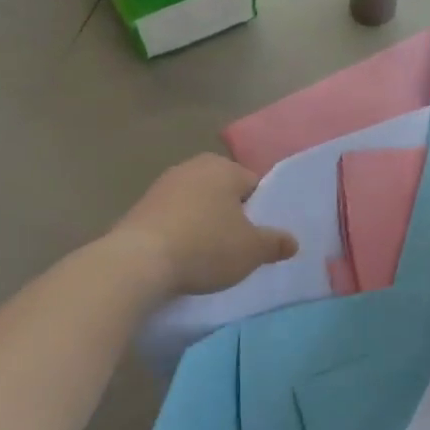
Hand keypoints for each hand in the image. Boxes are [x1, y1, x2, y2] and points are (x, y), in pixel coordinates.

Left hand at [112, 154, 298, 297]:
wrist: (137, 263)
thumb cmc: (206, 247)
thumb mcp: (252, 250)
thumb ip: (275, 243)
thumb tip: (292, 242)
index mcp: (223, 167)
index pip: (254, 185)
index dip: (260, 212)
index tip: (258, 238)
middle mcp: (192, 167)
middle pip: (223, 193)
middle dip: (231, 216)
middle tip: (236, 248)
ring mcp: (161, 186)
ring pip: (196, 205)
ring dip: (203, 224)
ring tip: (208, 256)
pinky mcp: (138, 208)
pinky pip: (172, 219)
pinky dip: (179, 233)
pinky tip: (181, 257)